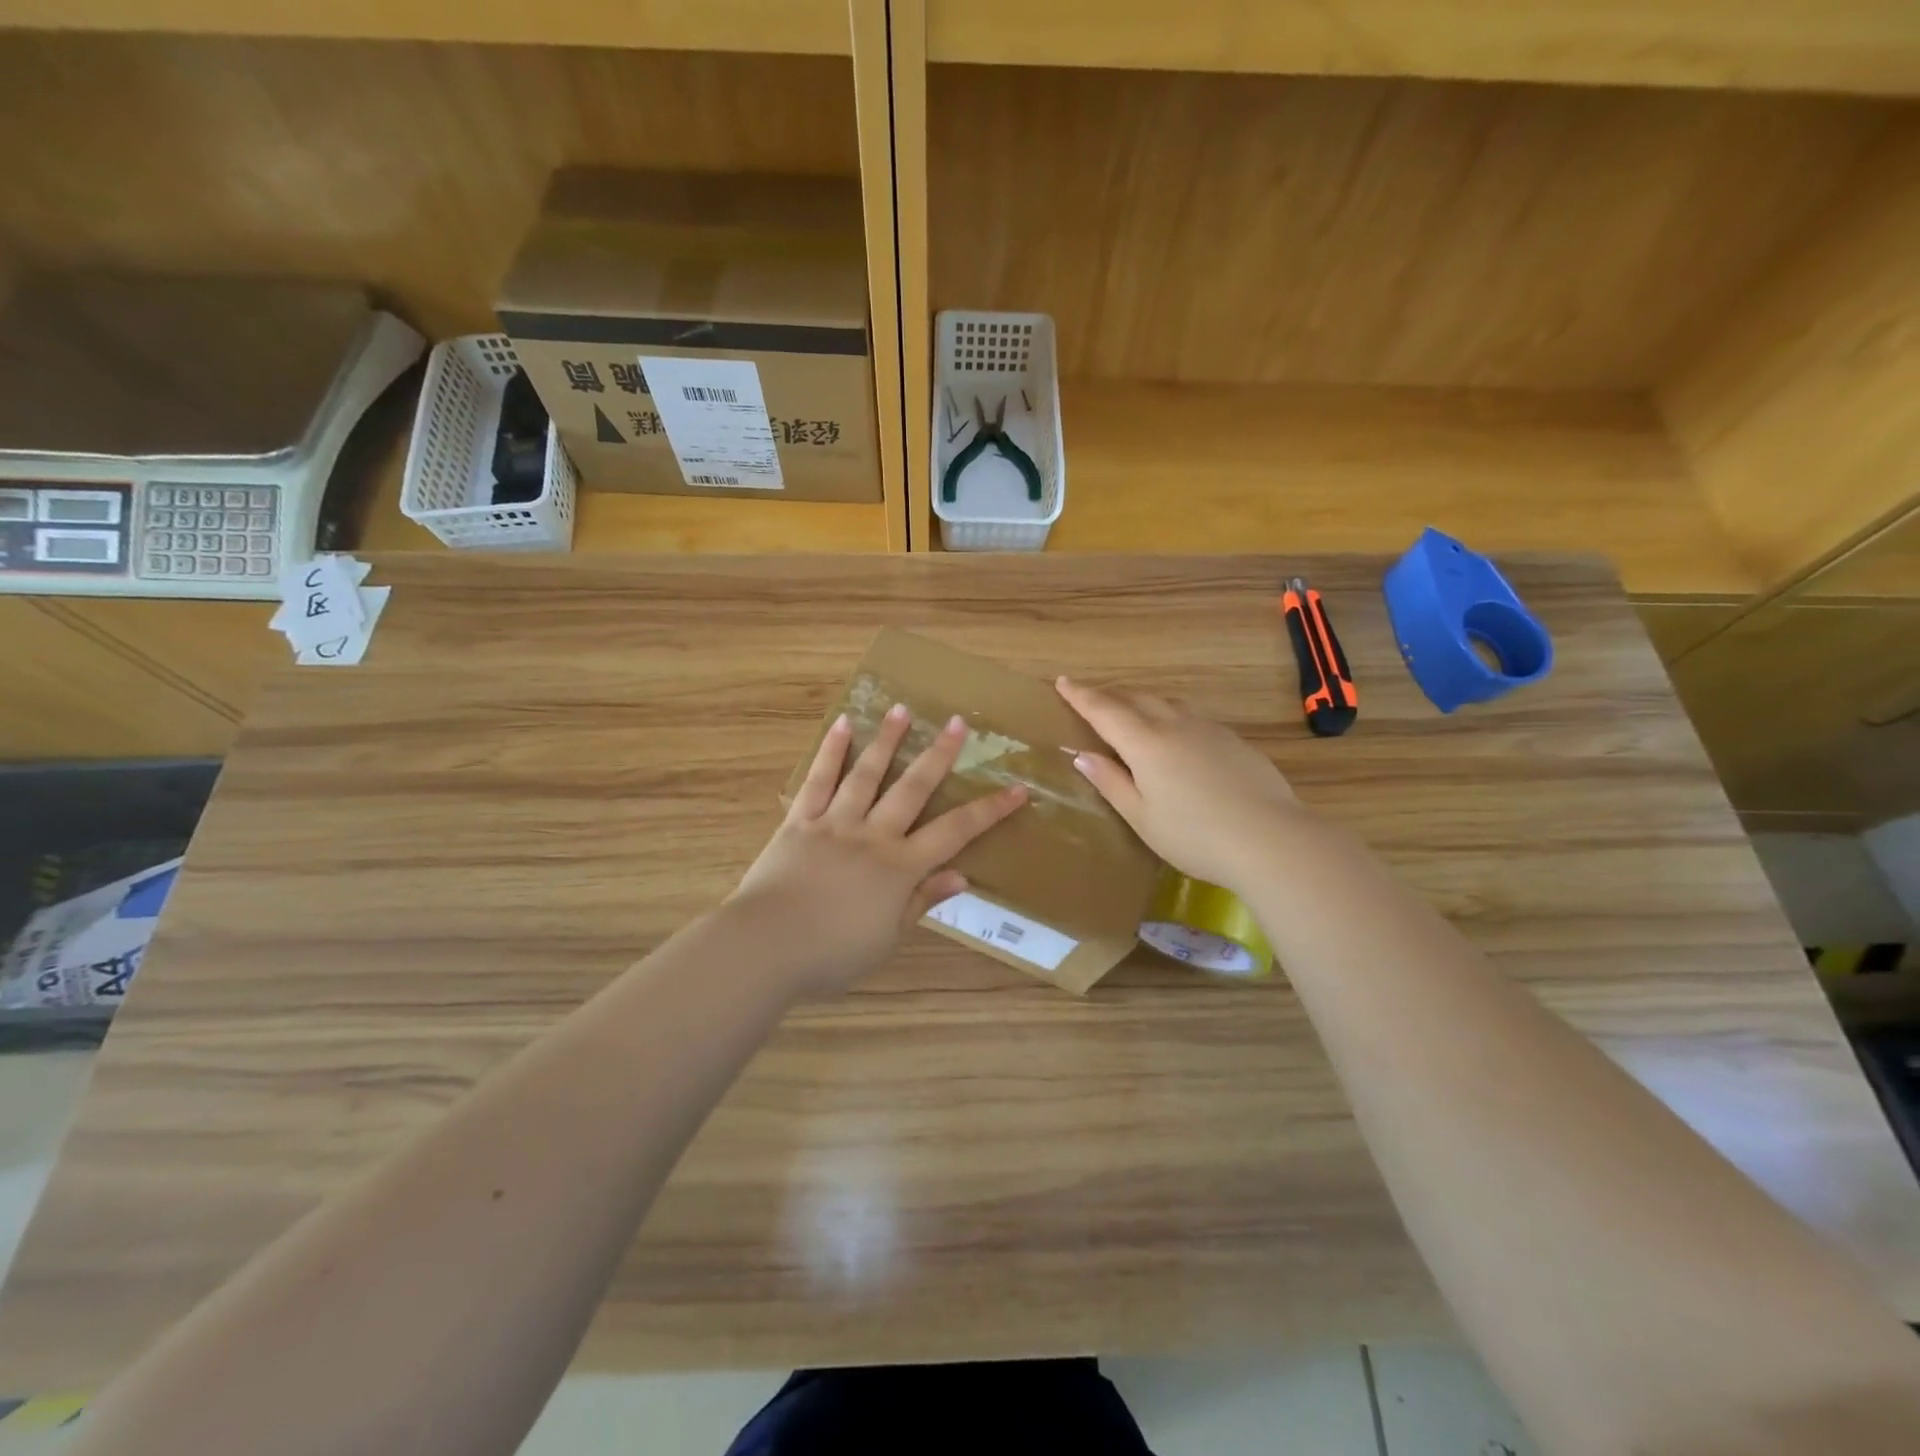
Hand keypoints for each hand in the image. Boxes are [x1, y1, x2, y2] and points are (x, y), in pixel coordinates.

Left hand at [730, 704, 1027, 995]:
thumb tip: (962, 876)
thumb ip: (922, 901)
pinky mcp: (799, 821)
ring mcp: (834, 823)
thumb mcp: (887, 938)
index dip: (989, 810)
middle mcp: (872, 835)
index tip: (1016, 789)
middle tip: (957, 722)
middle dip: (939, 754)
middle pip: (913, 788)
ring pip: (867, 774)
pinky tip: (842, 725)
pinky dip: (831, 752)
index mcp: (899, 866)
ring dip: (887, 740)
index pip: (955, 832)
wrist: (767, 946)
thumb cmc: (832, 953)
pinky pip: (818, 780)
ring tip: (901, 708)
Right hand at [1056, 677, 1305, 894]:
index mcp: (1146, 743)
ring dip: (1143, 703)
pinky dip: (1172, 717)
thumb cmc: (1194, 836)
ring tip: (1132, 713)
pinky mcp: (1234, 742)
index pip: (1105, 710)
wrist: (1270, 839)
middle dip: (1111, 696)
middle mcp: (1175, 726)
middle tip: (1092, 699)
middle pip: (1137, 699)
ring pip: (1168, 704)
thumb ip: (1112, 783)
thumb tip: (1082, 754)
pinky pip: (1192, 718)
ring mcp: (1209, 730)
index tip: (1063, 681)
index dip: (1081, 695)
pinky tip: (1177, 738)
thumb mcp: (1142, 817)